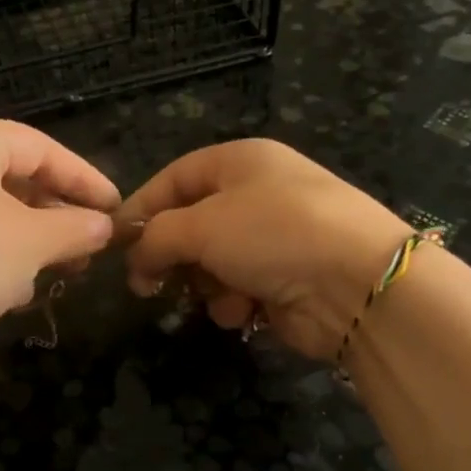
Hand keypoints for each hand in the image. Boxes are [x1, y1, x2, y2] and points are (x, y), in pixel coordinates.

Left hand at [0, 121, 118, 366]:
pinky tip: (21, 292)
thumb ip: (76, 226)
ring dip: (36, 241)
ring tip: (69, 267)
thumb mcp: (34, 239)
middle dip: (59, 211)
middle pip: (14, 179)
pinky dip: (3, 263)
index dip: (82, 175)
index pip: (36, 146)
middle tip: (94, 240)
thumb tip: (105, 227)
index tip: (115, 207)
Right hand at [119, 139, 411, 359]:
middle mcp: (257, 194)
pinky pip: (238, 290)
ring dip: (207, 284)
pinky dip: (236, 302)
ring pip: (211, 263)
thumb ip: (156, 237)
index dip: (141, 209)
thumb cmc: (272, 234)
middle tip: (149, 285)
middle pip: (191, 225)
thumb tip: (136, 260)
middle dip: (173, 256)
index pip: (173, 178)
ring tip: (221, 294)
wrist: (356, 283)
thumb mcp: (201, 225)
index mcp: (239, 161)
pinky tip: (248, 309)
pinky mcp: (285, 279)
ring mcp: (274, 239)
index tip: (114, 245)